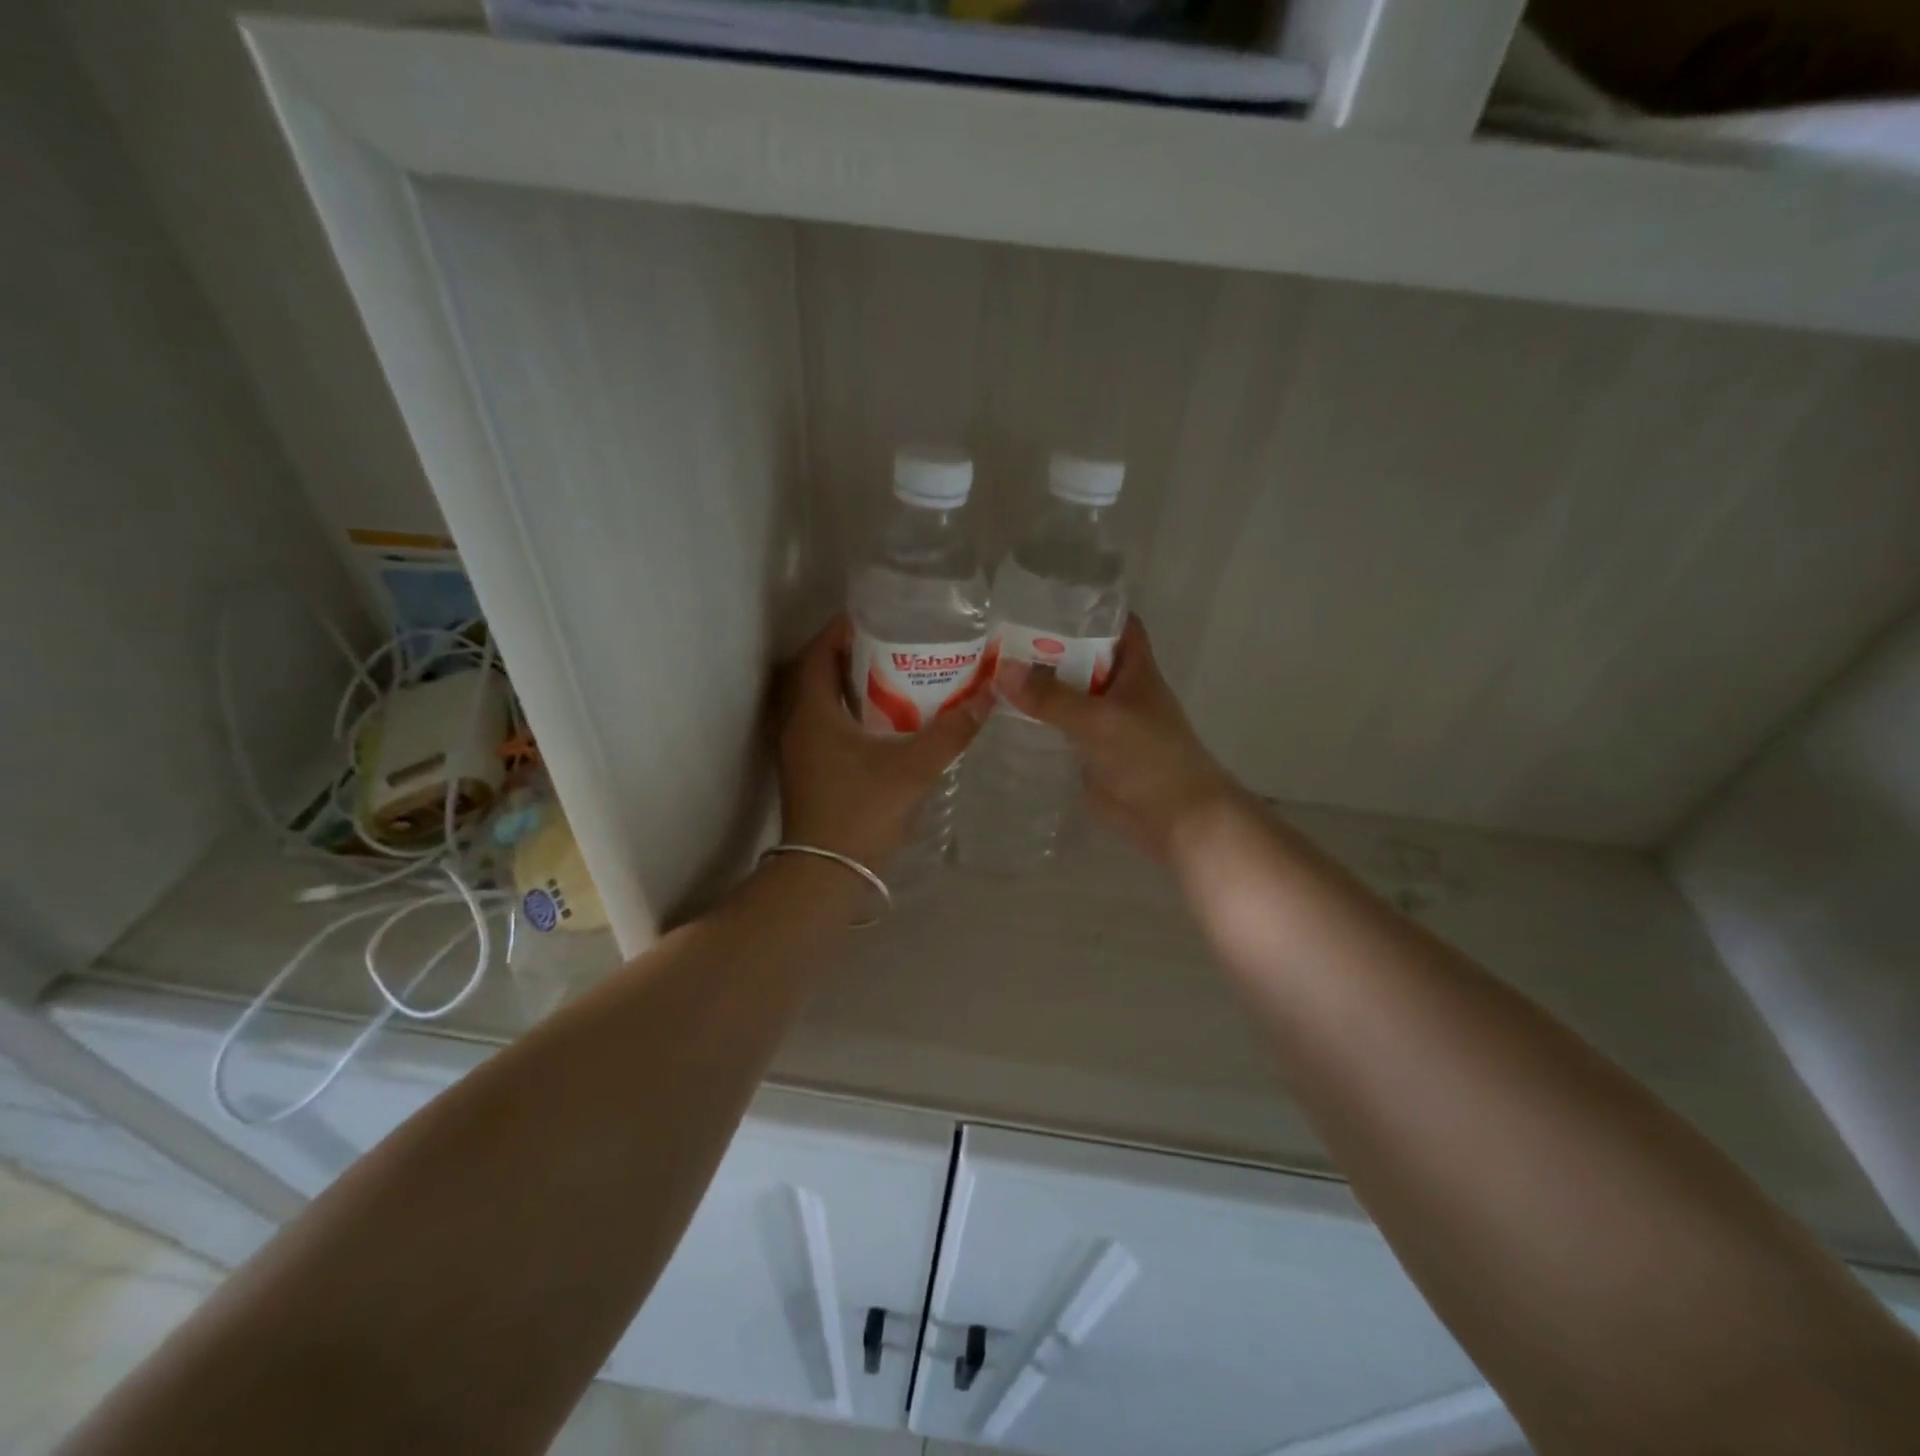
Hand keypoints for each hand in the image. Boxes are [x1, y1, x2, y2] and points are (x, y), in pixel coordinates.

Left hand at [773, 615, 988, 867]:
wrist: (826, 874)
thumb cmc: (862, 811)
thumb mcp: (913, 768)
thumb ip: (951, 733)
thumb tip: (987, 698)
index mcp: (813, 712)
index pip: (818, 652)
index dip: (842, 629)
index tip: (877, 616)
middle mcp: (798, 724)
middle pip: (819, 673)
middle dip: (851, 653)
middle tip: (893, 643)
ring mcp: (800, 750)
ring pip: (822, 701)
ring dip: (850, 684)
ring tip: (894, 675)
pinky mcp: (808, 771)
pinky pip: (826, 725)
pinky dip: (850, 713)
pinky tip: (884, 723)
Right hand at [998, 614, 1238, 863]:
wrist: (1174, 819)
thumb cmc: (1148, 757)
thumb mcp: (1099, 719)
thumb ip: (1051, 696)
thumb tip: (1001, 670)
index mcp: (1134, 669)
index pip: (1115, 624)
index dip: (1087, 608)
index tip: (1044, 599)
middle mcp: (1119, 689)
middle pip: (1083, 656)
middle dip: (1048, 646)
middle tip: (998, 634)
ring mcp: (1104, 722)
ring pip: (1069, 693)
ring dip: (1039, 684)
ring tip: (990, 667)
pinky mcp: (1090, 752)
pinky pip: (1060, 727)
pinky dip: (1038, 719)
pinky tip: (1004, 713)